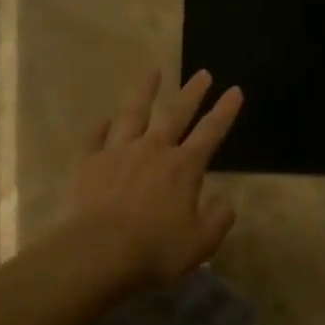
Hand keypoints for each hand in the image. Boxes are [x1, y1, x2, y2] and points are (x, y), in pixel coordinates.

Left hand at [68, 69, 242, 287]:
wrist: (99, 253)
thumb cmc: (156, 249)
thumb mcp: (202, 241)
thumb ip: (218, 218)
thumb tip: (223, 200)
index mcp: (184, 167)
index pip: (211, 132)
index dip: (225, 111)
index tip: (235, 90)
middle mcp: (153, 150)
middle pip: (176, 114)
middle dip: (192, 93)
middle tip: (202, 73)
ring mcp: (118, 153)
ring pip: (133, 113)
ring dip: (145, 91)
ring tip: (153, 72)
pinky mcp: (89, 164)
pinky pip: (96, 137)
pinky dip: (102, 126)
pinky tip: (106, 118)